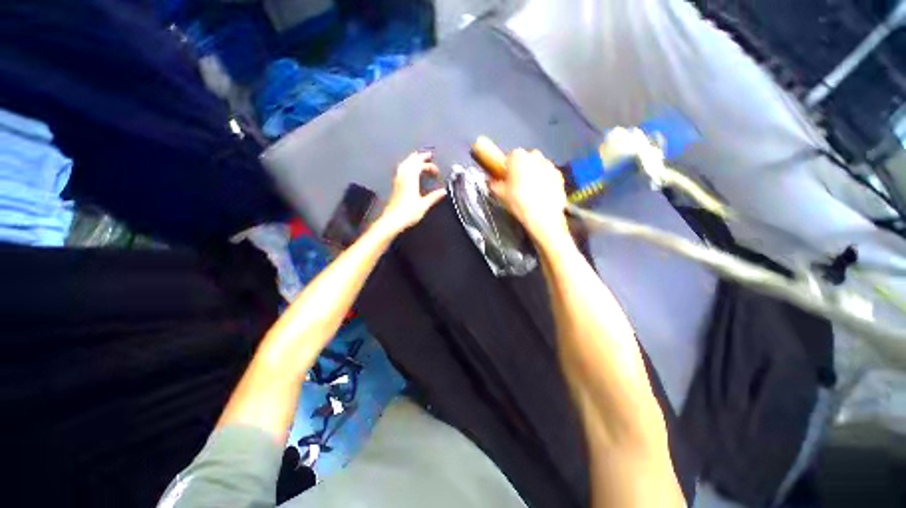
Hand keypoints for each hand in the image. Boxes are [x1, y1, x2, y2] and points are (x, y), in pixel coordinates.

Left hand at [379, 151, 446, 232]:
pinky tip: (409, 171)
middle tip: (427, 155)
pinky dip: (406, 166)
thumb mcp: (424, 205)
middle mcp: (403, 177)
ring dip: (411, 160)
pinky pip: (401, 170)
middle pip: (410, 161)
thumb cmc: (409, 213)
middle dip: (419, 157)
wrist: (392, 220)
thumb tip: (443, 191)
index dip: (428, 163)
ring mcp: (398, 181)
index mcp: (411, 180)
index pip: (419, 165)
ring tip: (418, 159)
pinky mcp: (395, 186)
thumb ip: (434, 197)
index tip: (435, 168)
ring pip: (404, 165)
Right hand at [489, 149, 568, 242]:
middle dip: (522, 169)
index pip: (510, 157)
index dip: (507, 168)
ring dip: (534, 175)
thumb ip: (494, 184)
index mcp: (518, 157)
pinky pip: (548, 176)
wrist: (542, 216)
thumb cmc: (518, 202)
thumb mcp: (499, 194)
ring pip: (538, 167)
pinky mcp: (560, 176)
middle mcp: (535, 156)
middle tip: (517, 186)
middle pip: (526, 160)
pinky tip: (540, 196)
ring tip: (529, 193)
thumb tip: (492, 182)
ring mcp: (550, 165)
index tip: (506, 179)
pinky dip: (545, 183)